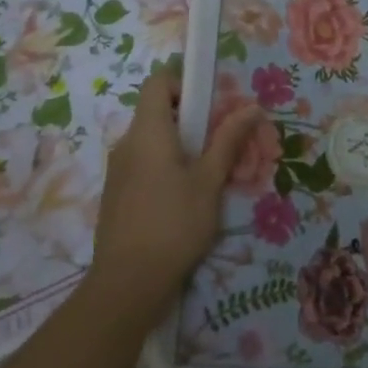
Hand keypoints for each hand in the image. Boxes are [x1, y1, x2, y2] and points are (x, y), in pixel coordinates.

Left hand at [86, 70, 262, 326]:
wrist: (127, 284)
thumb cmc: (174, 224)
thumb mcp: (210, 181)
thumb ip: (228, 140)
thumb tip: (252, 107)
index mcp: (148, 131)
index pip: (157, 82)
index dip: (182, 83)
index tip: (208, 105)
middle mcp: (127, 143)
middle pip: (156, 112)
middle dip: (189, 119)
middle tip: (218, 142)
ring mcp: (117, 171)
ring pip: (150, 141)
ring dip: (178, 146)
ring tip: (206, 175)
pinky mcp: (115, 195)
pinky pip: (141, 164)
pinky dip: (163, 167)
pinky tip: (182, 199)